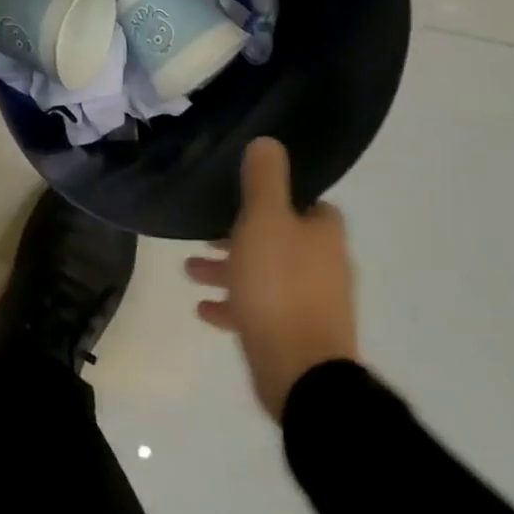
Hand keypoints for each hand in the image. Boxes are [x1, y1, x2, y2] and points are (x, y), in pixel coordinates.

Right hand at [186, 138, 358, 420]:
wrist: (300, 372)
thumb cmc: (279, 285)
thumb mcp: (265, 221)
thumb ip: (264, 181)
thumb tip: (269, 141)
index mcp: (322, 236)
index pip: (310, 206)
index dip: (282, 198)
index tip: (246, 195)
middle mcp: (323, 267)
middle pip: (280, 241)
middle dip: (240, 236)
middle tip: (204, 234)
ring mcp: (310, 305)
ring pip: (264, 275)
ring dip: (228, 270)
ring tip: (190, 270)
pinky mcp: (293, 336)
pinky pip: (258, 311)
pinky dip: (233, 305)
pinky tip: (204, 309)